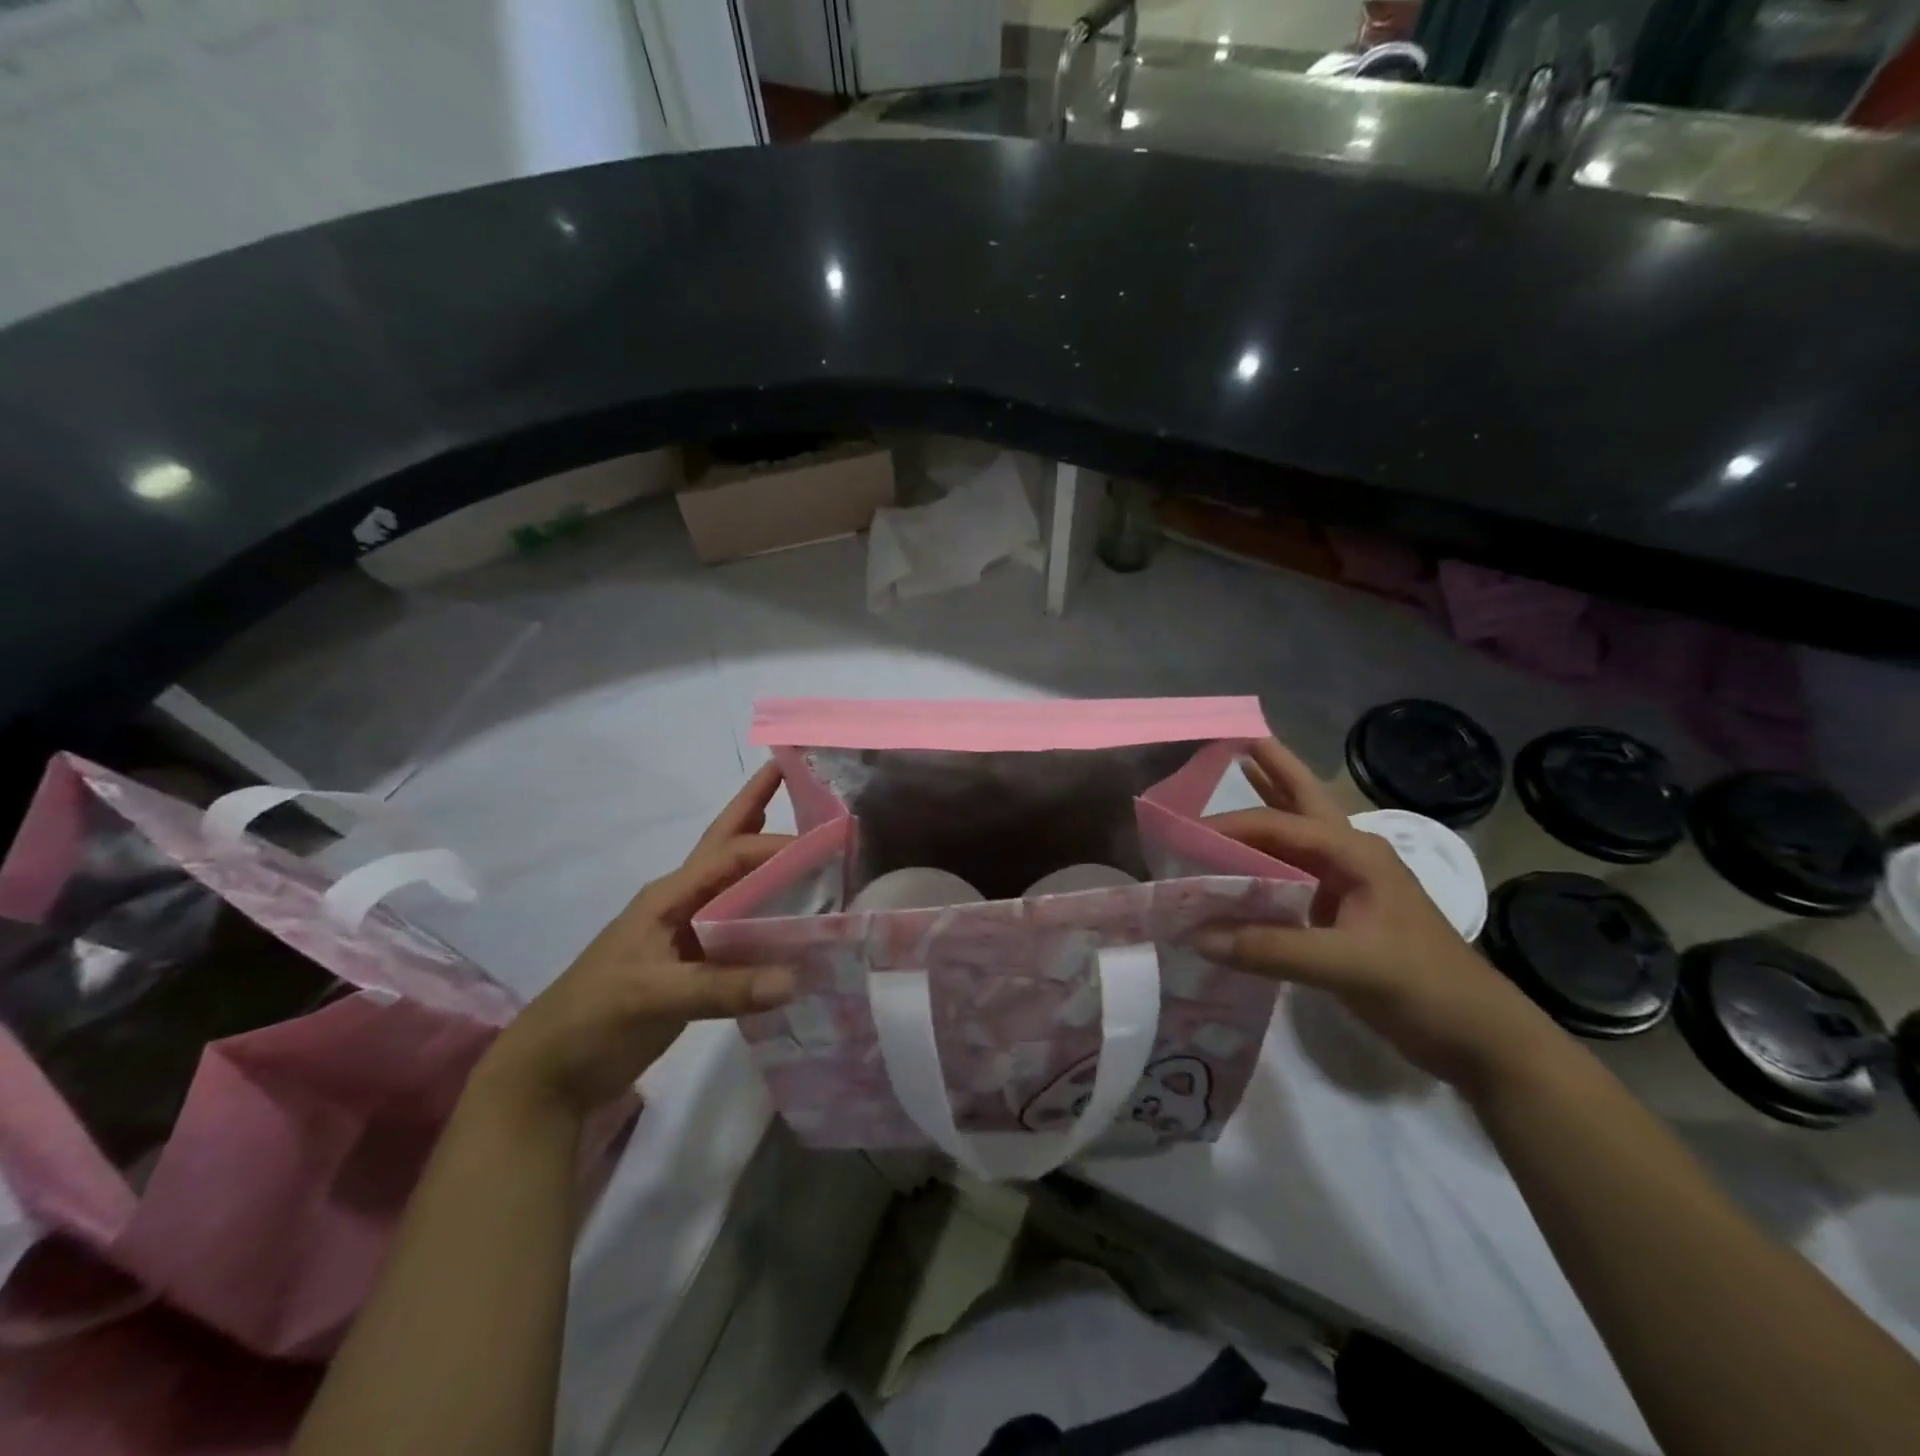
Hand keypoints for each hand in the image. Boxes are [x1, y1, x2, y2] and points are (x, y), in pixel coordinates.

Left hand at [471, 764, 798, 1121]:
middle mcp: (680, 904)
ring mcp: (686, 934)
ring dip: (765, 860)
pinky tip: (791, 916)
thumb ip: (722, 988)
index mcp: (668, 897)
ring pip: (735, 886)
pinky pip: (740, 928)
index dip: (774, 845)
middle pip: (725, 847)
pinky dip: (767, 915)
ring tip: (802, 838)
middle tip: (788, 773)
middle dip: (754, 808)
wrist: (551, 1072)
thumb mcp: (653, 997)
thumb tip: (795, 979)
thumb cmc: (593, 1018)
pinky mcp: (694, 965)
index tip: (823, 845)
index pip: (730, 856)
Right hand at [1201, 738, 1562, 1094]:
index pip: (1280, 826)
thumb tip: (1196, 935)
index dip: (1230, 826)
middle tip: (1236, 738)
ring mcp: (1349, 883)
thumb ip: (1272, 949)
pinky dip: (1265, 858)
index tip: (1182, 835)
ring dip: (1270, 804)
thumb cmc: (1423, 987)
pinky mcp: (1343, 910)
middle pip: (1304, 800)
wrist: (1478, 1036)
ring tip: (1239, 773)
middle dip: (1273, 769)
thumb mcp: (1350, 966)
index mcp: (1356, 854)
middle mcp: (1351, 856)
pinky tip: (1243, 860)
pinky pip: (1293, 872)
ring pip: (1299, 832)